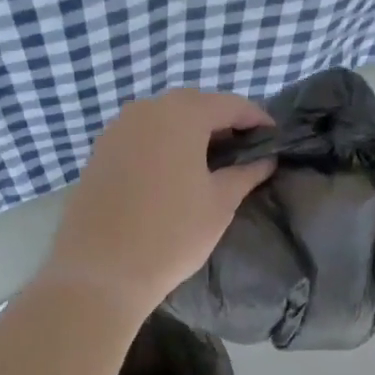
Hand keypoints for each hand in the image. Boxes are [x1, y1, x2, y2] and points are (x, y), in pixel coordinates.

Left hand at [40, 88, 276, 315]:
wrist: (100, 270)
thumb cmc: (171, 233)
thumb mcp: (219, 203)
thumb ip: (246, 173)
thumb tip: (265, 160)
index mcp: (182, 114)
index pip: (230, 104)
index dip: (257, 119)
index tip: (274, 139)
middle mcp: (146, 109)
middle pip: (195, 105)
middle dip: (222, 122)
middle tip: (244, 150)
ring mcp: (118, 128)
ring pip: (165, 118)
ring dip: (190, 131)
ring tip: (211, 161)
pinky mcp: (100, 150)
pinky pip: (141, 135)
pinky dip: (163, 143)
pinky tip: (173, 170)